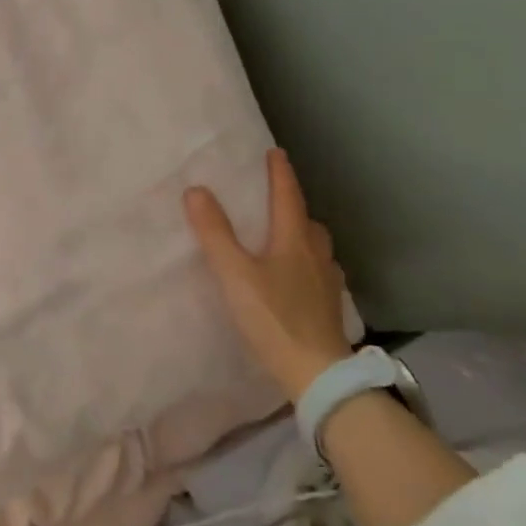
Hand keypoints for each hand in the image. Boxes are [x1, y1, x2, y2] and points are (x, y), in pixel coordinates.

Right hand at [184, 149, 353, 400]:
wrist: (317, 372)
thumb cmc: (273, 318)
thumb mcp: (234, 274)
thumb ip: (215, 233)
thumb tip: (196, 190)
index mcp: (294, 242)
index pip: (288, 198)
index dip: (280, 174)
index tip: (275, 153)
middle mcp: (316, 257)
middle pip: (308, 222)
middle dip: (294, 206)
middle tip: (275, 200)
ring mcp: (327, 284)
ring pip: (317, 249)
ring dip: (303, 236)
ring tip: (284, 239)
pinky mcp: (328, 308)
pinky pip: (319, 273)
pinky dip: (307, 265)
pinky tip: (296, 280)